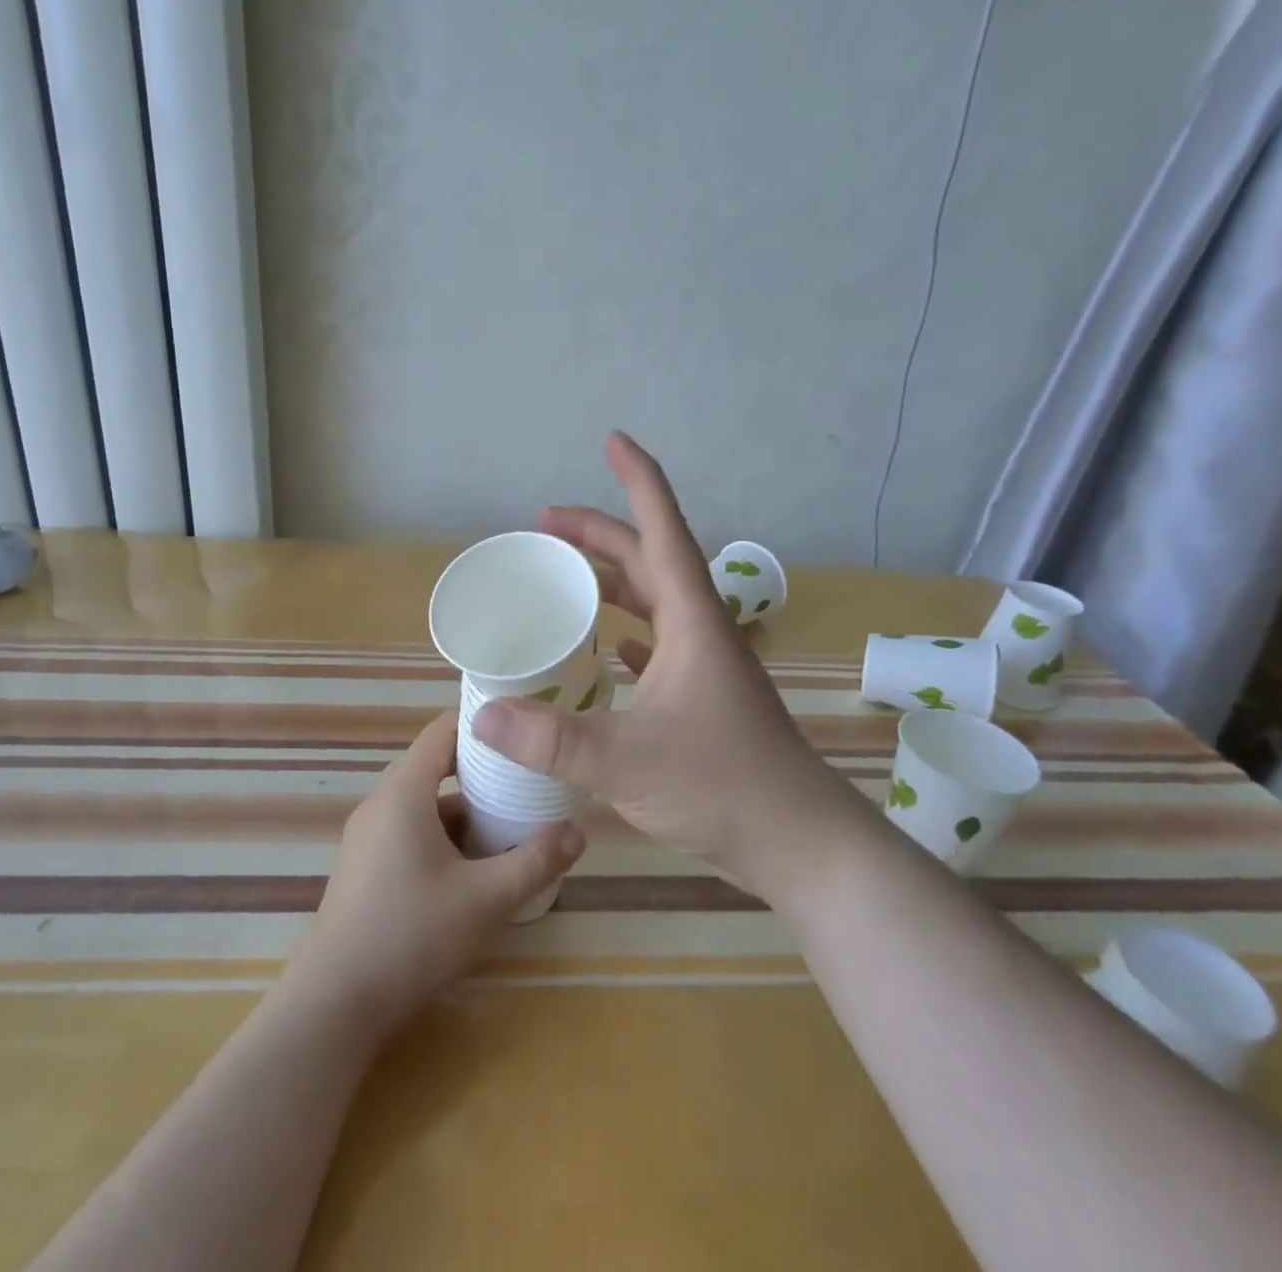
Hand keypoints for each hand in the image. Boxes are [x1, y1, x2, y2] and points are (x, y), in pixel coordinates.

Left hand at [290, 712, 584, 1034]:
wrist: (334, 1002)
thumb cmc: (411, 936)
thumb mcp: (485, 899)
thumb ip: (534, 862)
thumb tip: (577, 832)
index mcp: (403, 793)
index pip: (442, 731)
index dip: (481, 723)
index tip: (521, 727)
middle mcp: (381, 803)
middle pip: (435, 765)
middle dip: (482, 771)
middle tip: (527, 779)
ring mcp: (368, 835)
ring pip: (424, 803)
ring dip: (464, 809)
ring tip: (509, 825)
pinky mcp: (365, 864)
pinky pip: (409, 829)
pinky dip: (442, 834)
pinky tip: (472, 867)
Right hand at [472, 432, 863, 902]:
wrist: (799, 840)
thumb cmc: (721, 785)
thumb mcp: (624, 760)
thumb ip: (551, 738)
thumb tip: (482, 712)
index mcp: (691, 621)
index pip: (662, 530)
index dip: (638, 481)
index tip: (613, 440)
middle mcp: (700, 630)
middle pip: (648, 560)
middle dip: (598, 534)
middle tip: (544, 526)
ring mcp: (704, 664)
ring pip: (653, 602)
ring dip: (611, 582)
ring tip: (565, 577)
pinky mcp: (703, 696)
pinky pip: (657, 646)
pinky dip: (627, 634)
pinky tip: (604, 648)